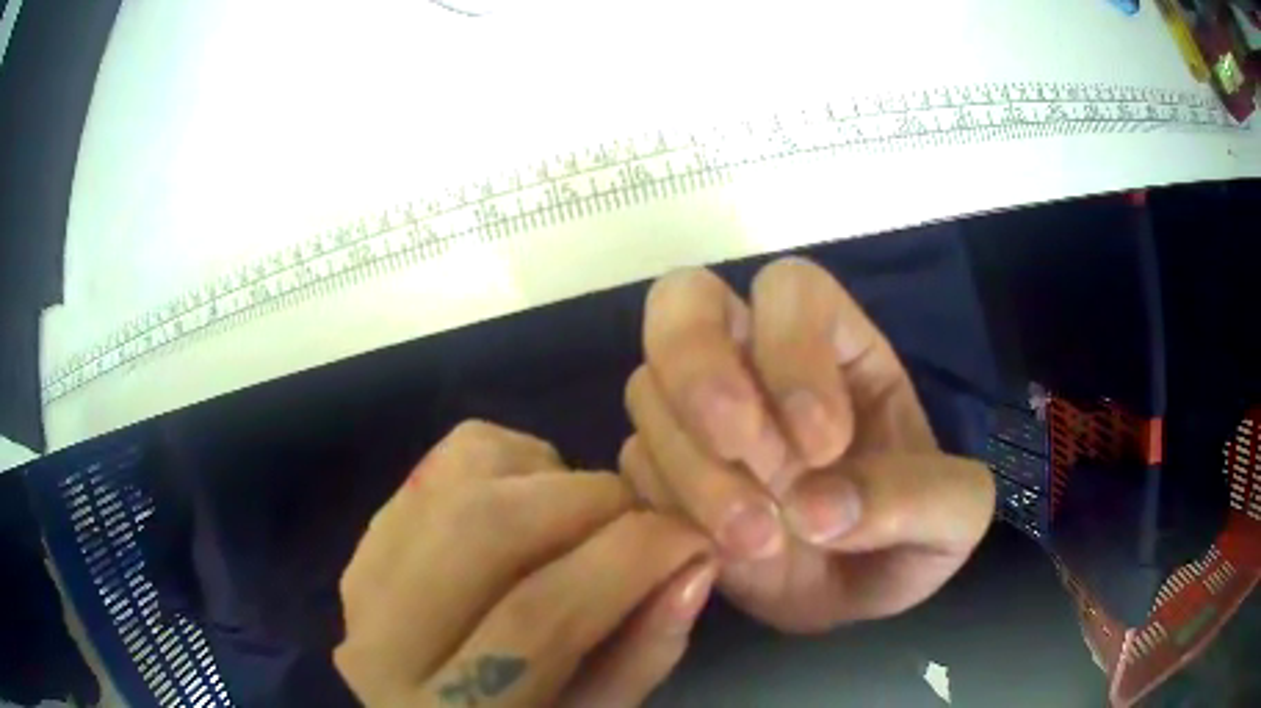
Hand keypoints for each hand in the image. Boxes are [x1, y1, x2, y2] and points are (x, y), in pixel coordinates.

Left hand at [335, 421, 717, 706]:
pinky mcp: (364, 540)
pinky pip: (444, 462)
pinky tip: (532, 504)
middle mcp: (381, 641)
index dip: (630, 561)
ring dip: (551, 477)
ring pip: (462, 478)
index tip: (692, 537)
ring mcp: (361, 578)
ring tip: (586, 519)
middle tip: (644, 520)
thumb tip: (695, 562)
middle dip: (592, 503)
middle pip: (489, 527)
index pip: (539, 616)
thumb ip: (644, 651)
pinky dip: (510, 461)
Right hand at [621, 257, 994, 632]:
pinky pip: (634, 465)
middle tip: (739, 446)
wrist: (854, 596)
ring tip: (757, 541)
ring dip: (695, 468)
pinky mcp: (662, 473)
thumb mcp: (956, 518)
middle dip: (699, 368)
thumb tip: (821, 508)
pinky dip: (669, 506)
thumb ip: (918, 501)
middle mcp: (753, 363)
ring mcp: (697, 416)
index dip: (793, 349)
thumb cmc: (913, 537)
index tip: (823, 445)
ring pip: (649, 391)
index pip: (791, 292)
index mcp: (836, 346)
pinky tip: (719, 551)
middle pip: (684, 301)